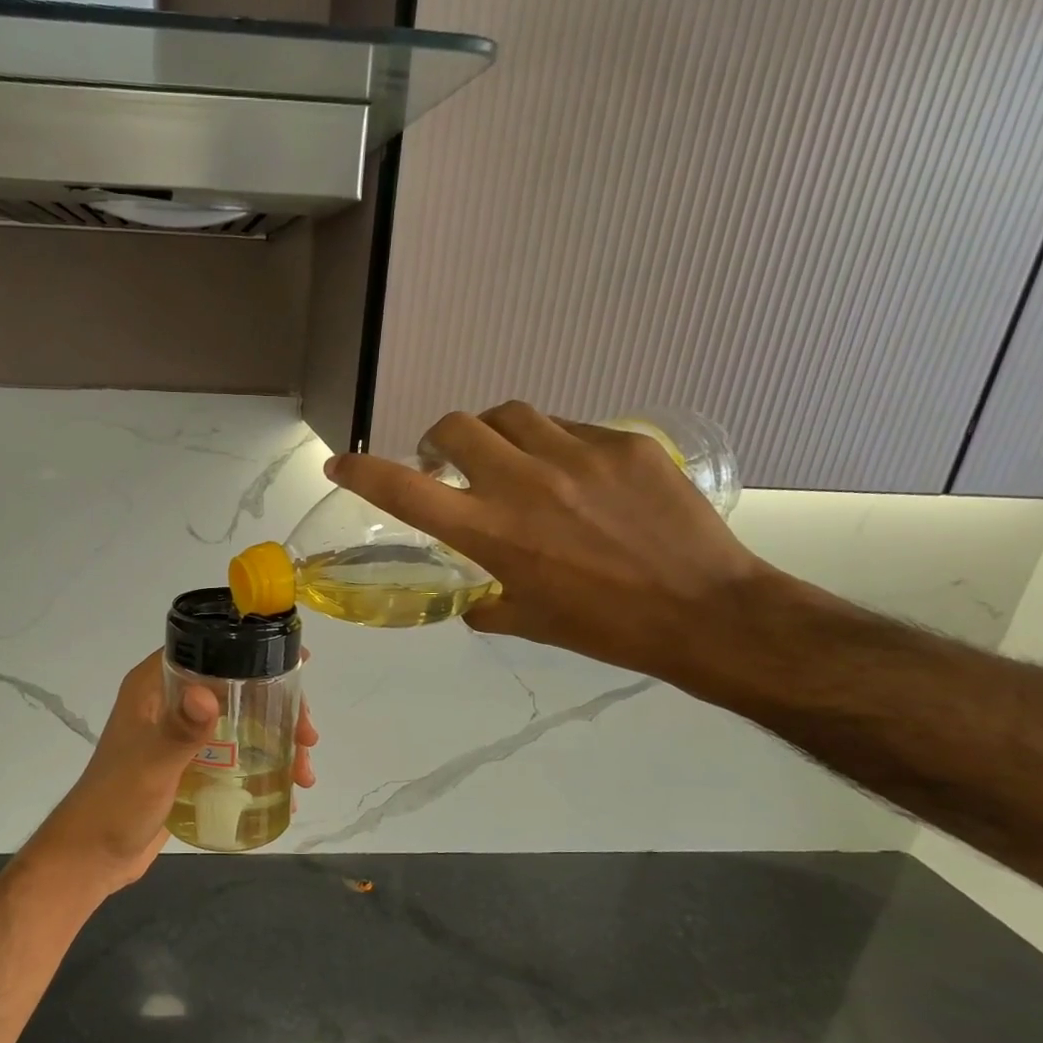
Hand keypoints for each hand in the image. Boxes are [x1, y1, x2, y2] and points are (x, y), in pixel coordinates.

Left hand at [21, 650, 317, 895]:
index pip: (207, 650)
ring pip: (239, 724)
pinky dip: (260, 765)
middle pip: (234, 688)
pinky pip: (233, 755)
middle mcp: (169, 704)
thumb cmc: (116, 803)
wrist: (93, 857)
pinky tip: (286, 789)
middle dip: (276, 707)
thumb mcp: (151, 765)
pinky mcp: (190, 767)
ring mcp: (181, 737)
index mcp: (153, 687)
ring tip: (304, 773)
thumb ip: (179, 731)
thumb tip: (209, 694)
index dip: (252, 651)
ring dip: (275, 741)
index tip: (295, 666)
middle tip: (307, 735)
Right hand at [325, 402, 766, 678]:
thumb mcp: (526, 621)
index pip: (405, 490)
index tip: (341, 463)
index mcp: (490, 532)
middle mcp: (522, 482)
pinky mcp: (623, 442)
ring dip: (496, 434)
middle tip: (449, 463)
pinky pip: (571, 427)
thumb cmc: (604, 627)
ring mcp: (576, 454)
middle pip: (456, 425)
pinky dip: (554, 445)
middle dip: (440, 440)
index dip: (363, 471)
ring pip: (512, 415)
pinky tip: (576, 477)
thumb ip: (484, 601)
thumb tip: (471, 595)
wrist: (702, 610)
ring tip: (512, 461)